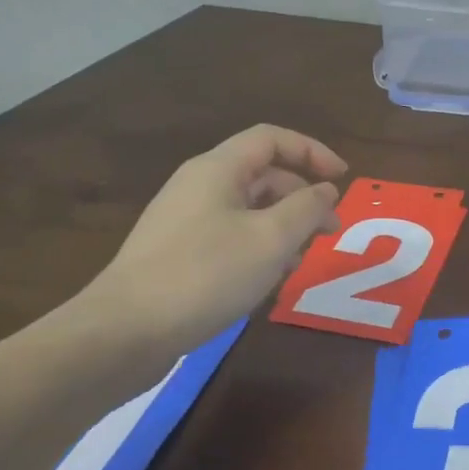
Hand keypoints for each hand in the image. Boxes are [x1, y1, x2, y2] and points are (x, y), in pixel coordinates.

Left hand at [88, 124, 346, 351]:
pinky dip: (258, 247)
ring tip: (302, 259)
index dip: (312, 151)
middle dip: (302, 196)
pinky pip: (229, 235)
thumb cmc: (206, 275)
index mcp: (218, 169)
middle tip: (331, 230)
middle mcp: (198, 186)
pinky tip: (268, 279)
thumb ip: (306, 208)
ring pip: (247, 209)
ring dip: (282, 226)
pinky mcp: (177, 253)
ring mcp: (184, 220)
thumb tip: (326, 190)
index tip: (343, 178)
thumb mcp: (270, 239)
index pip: (272, 139)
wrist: (126, 330)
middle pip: (261, 174)